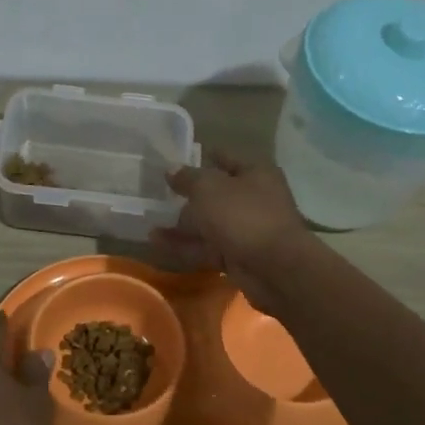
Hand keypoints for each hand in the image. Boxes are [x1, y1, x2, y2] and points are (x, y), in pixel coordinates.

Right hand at [149, 152, 314, 312]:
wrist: (274, 268)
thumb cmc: (243, 215)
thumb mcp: (209, 188)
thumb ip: (187, 178)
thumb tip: (171, 170)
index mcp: (255, 173)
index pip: (226, 158)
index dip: (203, 157)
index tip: (178, 160)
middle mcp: (255, 198)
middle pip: (217, 194)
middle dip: (188, 196)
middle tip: (159, 196)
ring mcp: (248, 230)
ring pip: (210, 224)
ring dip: (182, 225)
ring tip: (150, 223)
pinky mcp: (239, 257)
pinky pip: (207, 247)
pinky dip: (185, 245)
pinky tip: (158, 243)